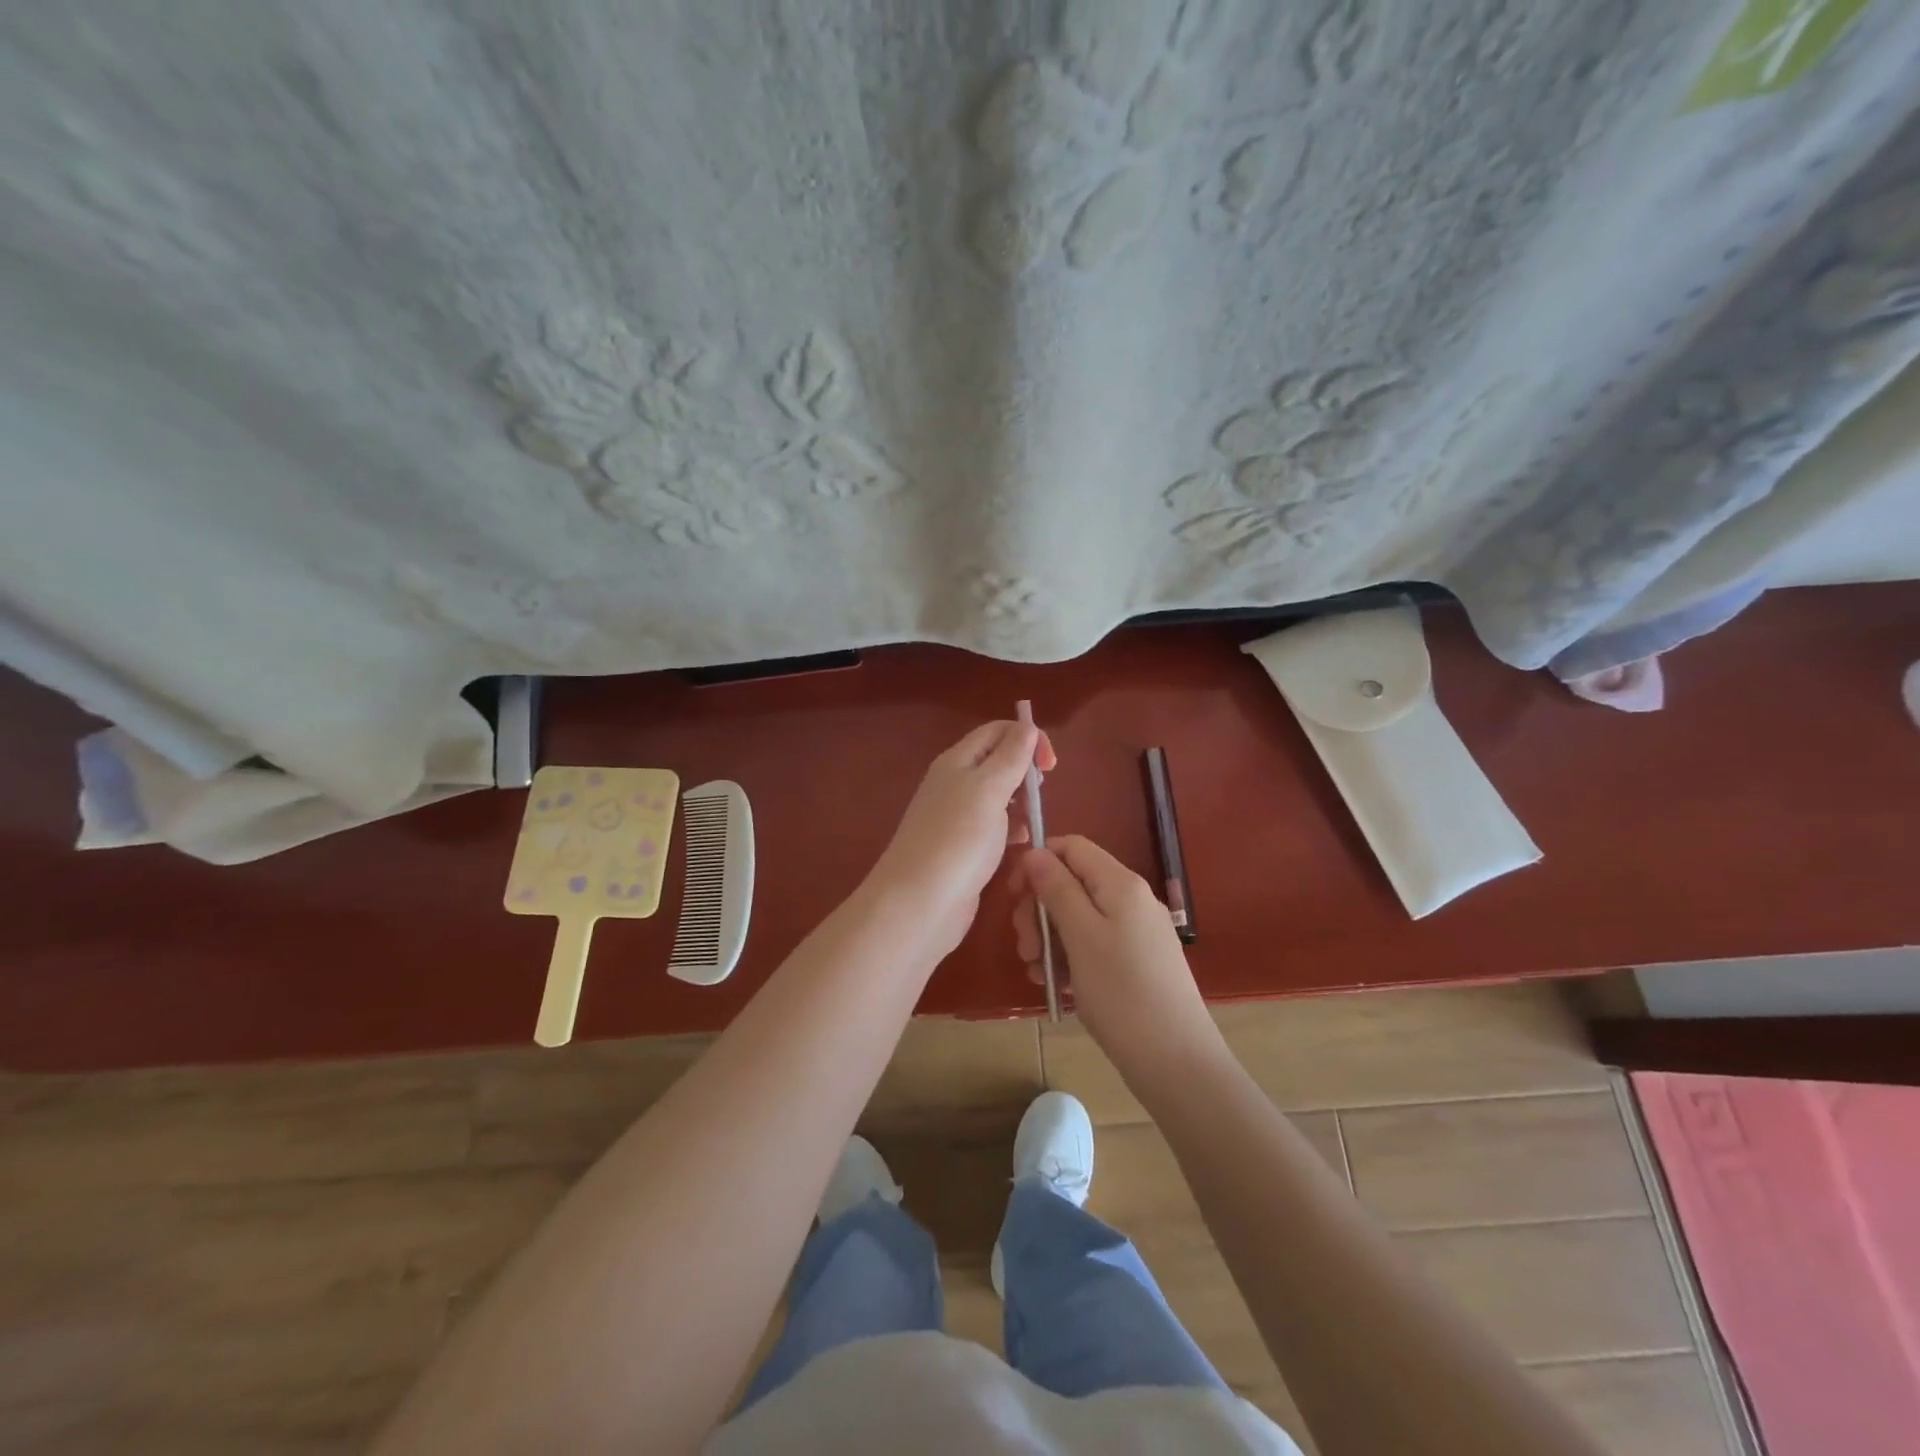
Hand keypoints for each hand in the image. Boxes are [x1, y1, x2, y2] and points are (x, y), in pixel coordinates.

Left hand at [870, 721, 1056, 958]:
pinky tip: (1023, 843)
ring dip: (1021, 801)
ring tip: (1034, 819)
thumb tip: (1027, 726)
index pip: (996, 731)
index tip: (1050, 765)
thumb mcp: (989, 788)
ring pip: (998, 796)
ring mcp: (957, 817)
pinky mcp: (963, 848)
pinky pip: (994, 827)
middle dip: (1025, 770)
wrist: (920, 903)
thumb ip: (1010, 756)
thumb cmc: (958, 839)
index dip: (1027, 737)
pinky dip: (1012, 829)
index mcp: (957, 761)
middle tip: (1041, 793)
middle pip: (997, 761)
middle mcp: (954, 783)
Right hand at [1010, 835, 1218, 1068]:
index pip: (1071, 847)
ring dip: (1049, 939)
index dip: (1038, 862)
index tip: (1014, 895)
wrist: (1176, 1061)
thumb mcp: (1081, 936)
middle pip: (1071, 883)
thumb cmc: (1122, 993)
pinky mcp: (1134, 962)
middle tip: (1025, 946)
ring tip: (1037, 972)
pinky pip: (1092, 945)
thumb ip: (1057, 889)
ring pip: (1078, 917)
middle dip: (1039, 909)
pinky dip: (1069, 958)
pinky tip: (1057, 986)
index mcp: (1120, 884)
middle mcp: (1130, 900)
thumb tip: (1035, 852)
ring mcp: (1134, 932)